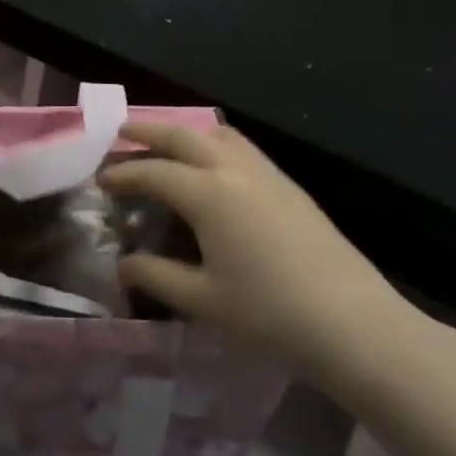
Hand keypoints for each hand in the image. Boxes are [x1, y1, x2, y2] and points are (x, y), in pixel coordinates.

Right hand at [102, 124, 423, 400]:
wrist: (354, 324)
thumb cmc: (270, 315)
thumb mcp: (203, 301)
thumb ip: (157, 277)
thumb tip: (124, 265)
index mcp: (208, 194)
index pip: (154, 172)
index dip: (124, 173)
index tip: (101, 179)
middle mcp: (234, 171)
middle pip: (183, 136)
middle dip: (149, 131)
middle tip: (122, 133)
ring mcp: (267, 175)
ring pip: (218, 134)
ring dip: (186, 132)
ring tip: (168, 142)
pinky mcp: (290, 188)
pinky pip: (242, 148)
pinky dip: (215, 143)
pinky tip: (215, 167)